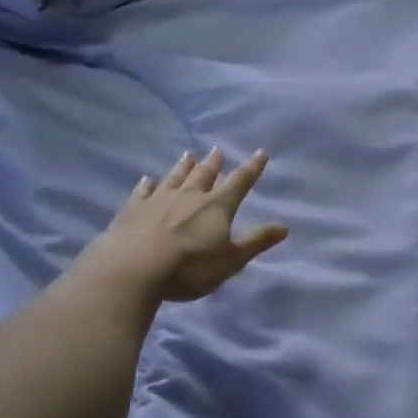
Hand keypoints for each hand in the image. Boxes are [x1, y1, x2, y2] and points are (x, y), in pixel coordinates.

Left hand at [93, 148, 288, 301]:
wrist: (134, 268)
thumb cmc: (189, 267)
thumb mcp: (231, 260)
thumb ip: (256, 241)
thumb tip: (284, 227)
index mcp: (217, 206)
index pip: (239, 183)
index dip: (252, 168)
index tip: (260, 152)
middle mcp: (190, 196)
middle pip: (205, 174)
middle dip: (214, 163)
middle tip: (218, 150)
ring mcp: (159, 199)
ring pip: (175, 177)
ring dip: (183, 167)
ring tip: (189, 155)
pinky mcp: (133, 209)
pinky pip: (142, 191)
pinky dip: (146, 184)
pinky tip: (147, 179)